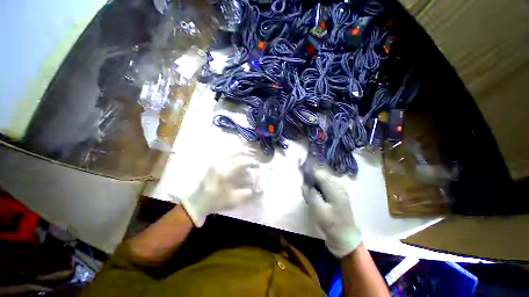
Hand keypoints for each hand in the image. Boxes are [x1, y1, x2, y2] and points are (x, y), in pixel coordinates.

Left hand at [181, 149, 259, 226]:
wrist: (198, 201)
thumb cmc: (216, 201)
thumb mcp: (233, 200)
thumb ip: (246, 194)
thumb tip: (260, 189)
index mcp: (225, 173)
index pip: (242, 162)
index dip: (252, 162)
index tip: (257, 166)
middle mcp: (220, 163)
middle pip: (237, 152)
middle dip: (248, 154)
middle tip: (253, 159)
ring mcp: (215, 161)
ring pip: (230, 149)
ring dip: (240, 149)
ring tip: (247, 153)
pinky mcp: (212, 161)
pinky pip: (222, 149)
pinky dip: (231, 147)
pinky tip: (235, 148)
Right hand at [302, 167, 360, 257]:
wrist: (347, 237)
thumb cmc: (333, 224)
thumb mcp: (319, 211)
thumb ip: (311, 195)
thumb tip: (305, 185)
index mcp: (334, 188)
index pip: (319, 174)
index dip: (309, 171)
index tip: (300, 170)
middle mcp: (338, 186)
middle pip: (322, 174)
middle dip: (312, 174)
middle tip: (302, 177)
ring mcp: (339, 190)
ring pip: (324, 178)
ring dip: (315, 179)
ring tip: (307, 183)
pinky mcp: (338, 194)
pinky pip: (327, 184)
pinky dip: (319, 184)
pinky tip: (314, 189)